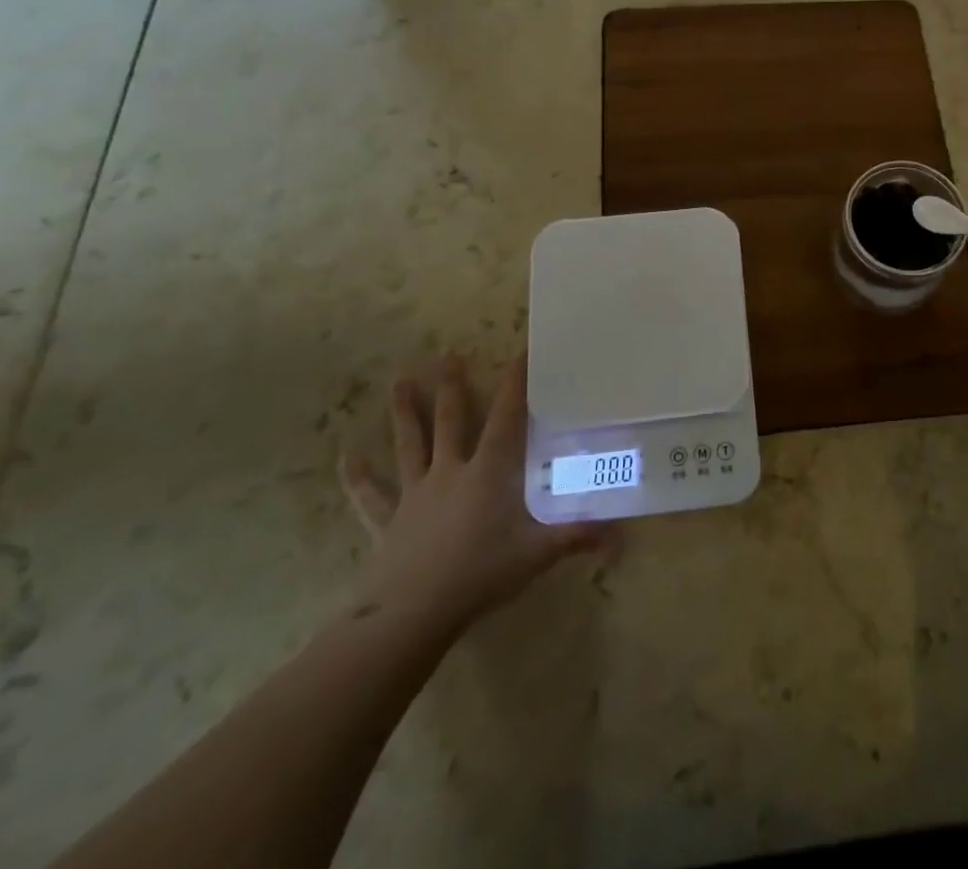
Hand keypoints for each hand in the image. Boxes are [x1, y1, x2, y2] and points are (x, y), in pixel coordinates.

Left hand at [339, 355, 606, 640]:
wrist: (411, 613)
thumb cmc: (478, 574)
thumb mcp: (536, 554)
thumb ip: (576, 537)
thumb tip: (621, 536)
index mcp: (487, 472)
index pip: (505, 418)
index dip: (514, 384)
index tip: (519, 352)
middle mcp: (450, 472)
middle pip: (450, 421)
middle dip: (451, 386)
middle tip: (447, 354)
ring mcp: (415, 494)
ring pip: (410, 444)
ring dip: (404, 413)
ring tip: (398, 381)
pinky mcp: (388, 521)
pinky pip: (371, 495)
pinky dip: (358, 476)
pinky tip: (347, 457)